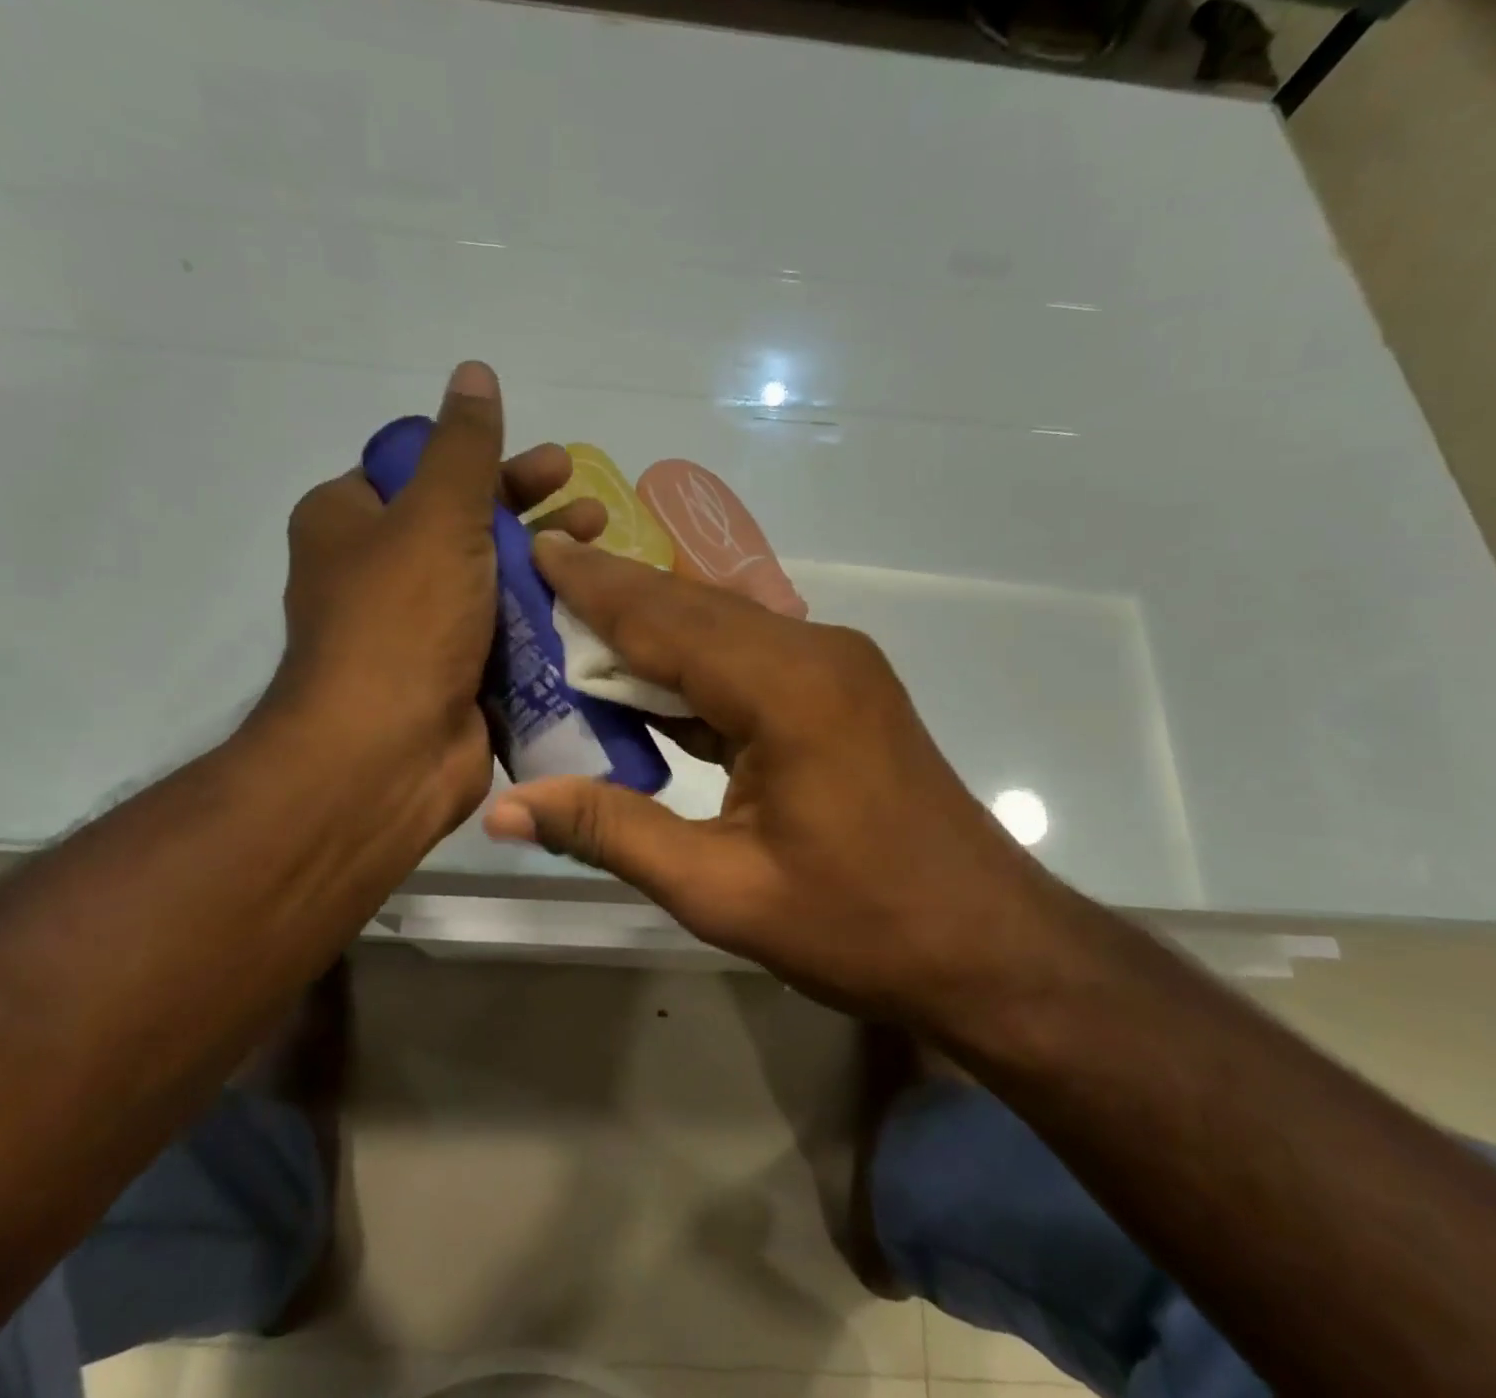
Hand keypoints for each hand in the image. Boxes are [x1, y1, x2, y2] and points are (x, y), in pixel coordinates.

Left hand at [259, 361, 603, 881]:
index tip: (547, 466)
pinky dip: (544, 618)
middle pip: (466, 526)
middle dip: (530, 513)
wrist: (386, 756)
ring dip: (546, 565)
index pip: (422, 472)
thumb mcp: (436, 516)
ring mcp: (420, 630)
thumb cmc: (402, 621)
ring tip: (602, 550)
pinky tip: (592, 608)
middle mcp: (379, 573)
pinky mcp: (456, 676)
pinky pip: (507, 633)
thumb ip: (463, 447)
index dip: (487, 463)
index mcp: (351, 523)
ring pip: (493, 581)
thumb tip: (473, 372)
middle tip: (588, 502)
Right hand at [482, 533, 1076, 1025]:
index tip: (533, 550)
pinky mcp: (840, 691)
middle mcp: (815, 651)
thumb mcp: (721, 890)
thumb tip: (507, 808)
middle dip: (613, 596)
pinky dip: (690, 668)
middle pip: (691, 609)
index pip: (664, 619)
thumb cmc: (860, 926)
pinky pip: (748, 661)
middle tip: (538, 583)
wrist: (988, 946)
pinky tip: (643, 683)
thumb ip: (611, 831)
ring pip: (720, 630)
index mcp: (787, 687)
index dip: (592, 586)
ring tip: (571, 627)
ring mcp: (834, 667)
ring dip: (649, 631)